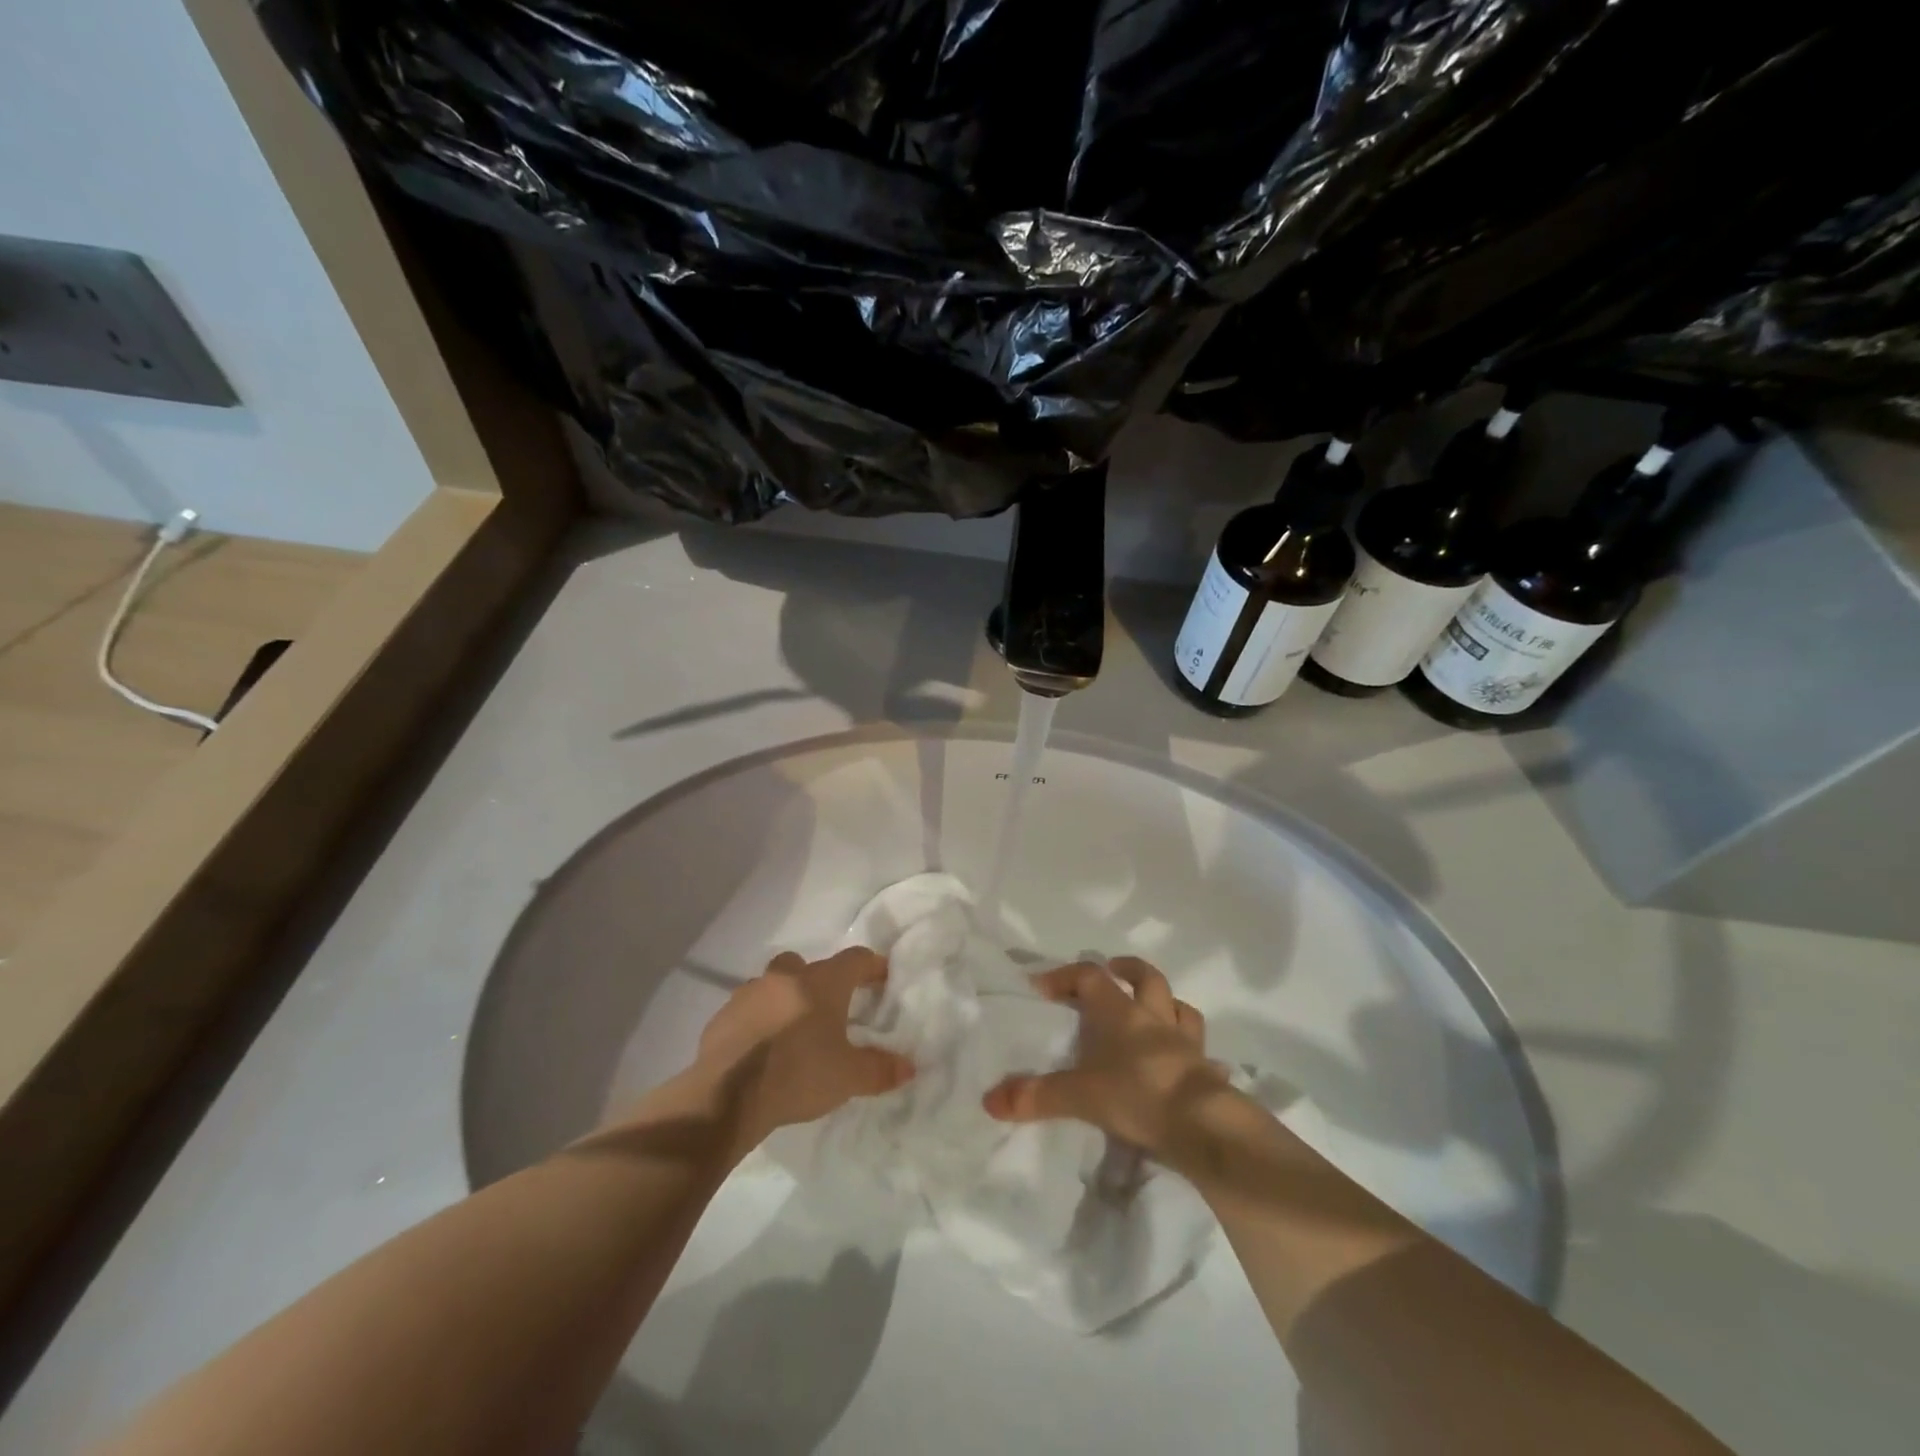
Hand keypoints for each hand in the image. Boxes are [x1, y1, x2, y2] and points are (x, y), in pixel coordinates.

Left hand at [687, 948, 914, 1159]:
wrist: (727, 1096)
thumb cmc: (798, 1074)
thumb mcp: (849, 1077)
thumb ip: (880, 1069)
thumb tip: (909, 1068)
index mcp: (821, 983)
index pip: (855, 959)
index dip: (872, 966)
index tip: (882, 976)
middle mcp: (785, 978)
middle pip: (806, 965)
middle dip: (818, 980)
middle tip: (829, 1008)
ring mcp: (748, 994)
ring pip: (772, 985)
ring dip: (784, 999)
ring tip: (792, 1031)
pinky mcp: (721, 1017)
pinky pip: (746, 1011)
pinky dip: (757, 1022)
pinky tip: (761, 1049)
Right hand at [982, 957, 1227, 1158]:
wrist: (1203, 1124)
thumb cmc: (1137, 1094)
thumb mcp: (1080, 1096)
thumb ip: (1036, 1096)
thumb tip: (989, 1101)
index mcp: (1120, 1013)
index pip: (1090, 976)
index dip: (1064, 976)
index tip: (1042, 987)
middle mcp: (1154, 1018)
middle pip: (1146, 978)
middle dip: (1128, 970)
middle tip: (1113, 972)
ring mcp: (1185, 1042)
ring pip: (1180, 1007)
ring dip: (1166, 1004)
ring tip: (1152, 1013)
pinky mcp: (1207, 1070)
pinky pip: (1202, 1054)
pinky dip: (1193, 1055)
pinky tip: (1186, 1066)